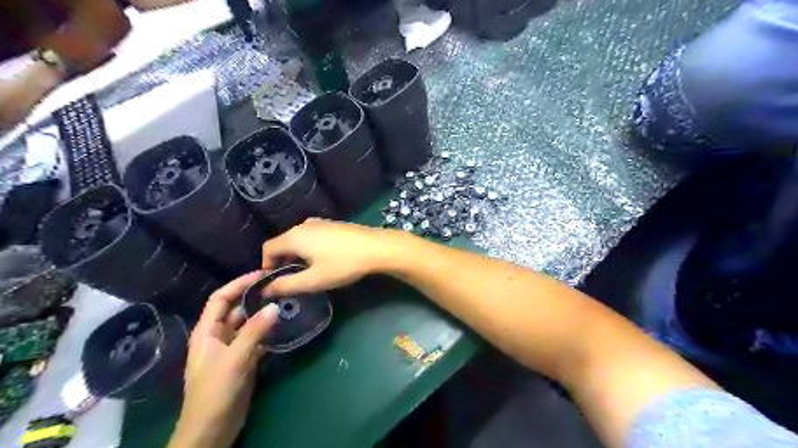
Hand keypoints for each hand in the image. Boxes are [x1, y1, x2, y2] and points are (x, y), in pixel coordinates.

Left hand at [166, 271, 278, 447]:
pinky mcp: (243, 361)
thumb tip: (275, 305)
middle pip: (235, 309)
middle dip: (254, 297)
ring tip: (285, 302)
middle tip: (279, 287)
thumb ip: (254, 331)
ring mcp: (231, 349)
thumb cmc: (216, 392)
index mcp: (207, 332)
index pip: (220, 298)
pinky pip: (256, 339)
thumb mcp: (235, 358)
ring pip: (248, 324)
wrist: (212, 430)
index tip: (262, 274)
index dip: (238, 284)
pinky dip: (267, 331)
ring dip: (263, 314)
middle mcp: (218, 337)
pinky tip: (283, 326)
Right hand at [260, 217, 402, 294]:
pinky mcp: (333, 224)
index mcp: (294, 236)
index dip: (265, 266)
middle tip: (291, 280)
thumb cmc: (343, 264)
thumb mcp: (313, 280)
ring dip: (296, 255)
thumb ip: (287, 285)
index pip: (267, 248)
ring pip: (298, 239)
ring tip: (307, 272)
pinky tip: (323, 260)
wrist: (377, 247)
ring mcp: (320, 222)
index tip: (274, 282)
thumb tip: (265, 290)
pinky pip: (311, 236)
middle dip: (281, 261)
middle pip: (282, 242)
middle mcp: (303, 225)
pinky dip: (308, 248)